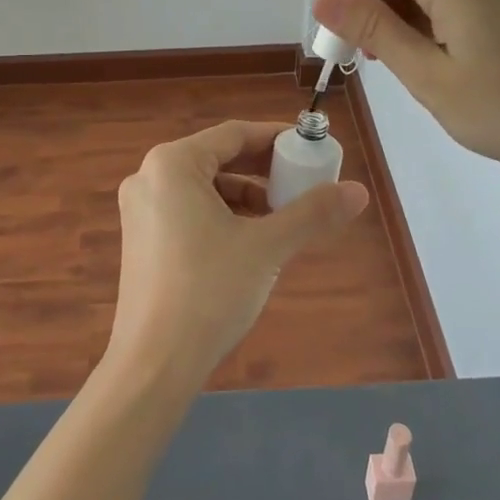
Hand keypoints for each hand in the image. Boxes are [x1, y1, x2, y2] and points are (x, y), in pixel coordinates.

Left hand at [108, 120, 368, 386]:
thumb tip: (359, 191)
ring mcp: (141, 209)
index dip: (276, 138)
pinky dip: (223, 216)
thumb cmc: (209, 292)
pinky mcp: (141, 239)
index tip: (311, 149)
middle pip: (218, 158)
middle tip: (303, 183)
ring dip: (246, 196)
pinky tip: (251, 241)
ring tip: (283, 218)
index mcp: (172, 164)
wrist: (153, 365)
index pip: (234, 134)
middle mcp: (149, 176)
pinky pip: (189, 210)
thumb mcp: (267, 247)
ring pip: (204, 187)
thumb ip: (312, 213)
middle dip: (263, 170)